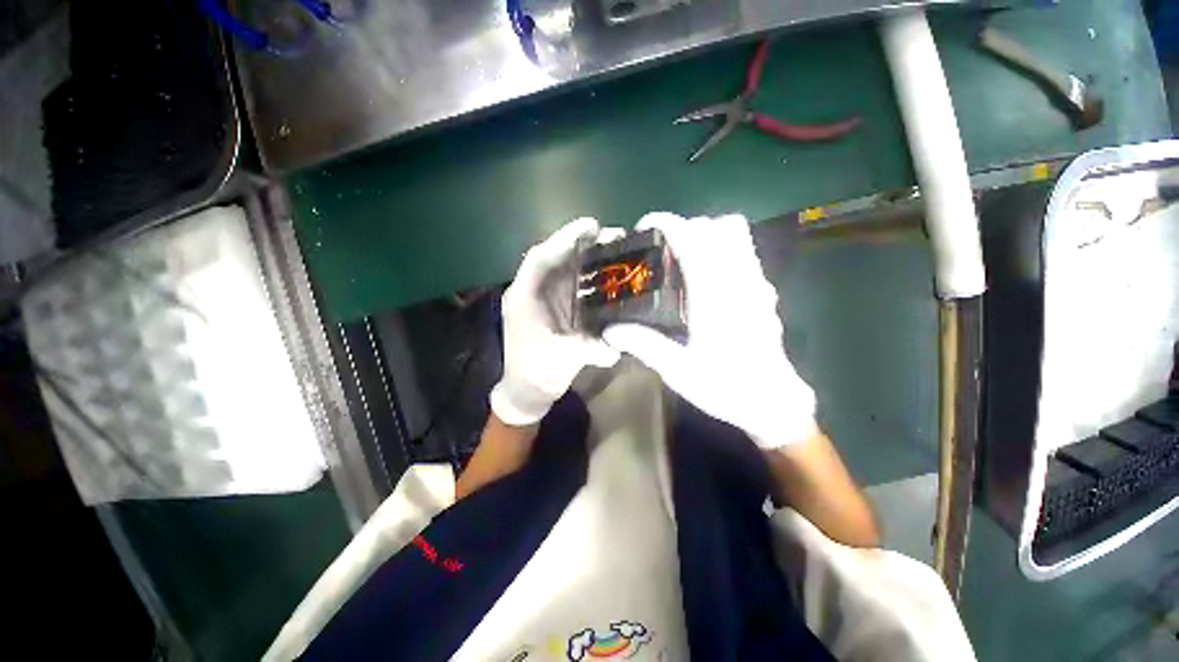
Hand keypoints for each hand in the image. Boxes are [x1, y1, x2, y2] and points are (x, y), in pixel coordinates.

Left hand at [490, 217, 621, 426]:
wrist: (527, 389)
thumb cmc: (536, 372)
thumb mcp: (563, 359)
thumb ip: (589, 349)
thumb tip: (617, 345)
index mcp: (524, 298)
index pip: (540, 258)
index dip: (565, 238)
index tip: (592, 226)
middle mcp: (532, 291)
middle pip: (555, 258)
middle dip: (581, 244)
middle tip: (612, 236)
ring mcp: (543, 298)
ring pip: (563, 268)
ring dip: (586, 257)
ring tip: (614, 248)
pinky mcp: (554, 306)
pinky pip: (570, 283)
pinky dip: (587, 275)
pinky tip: (606, 273)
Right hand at [602, 213, 816, 448]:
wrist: (773, 403)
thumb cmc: (726, 387)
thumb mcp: (678, 371)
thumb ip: (644, 345)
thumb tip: (609, 329)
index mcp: (716, 296)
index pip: (693, 238)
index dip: (666, 223)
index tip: (643, 228)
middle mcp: (740, 280)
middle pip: (717, 226)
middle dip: (685, 226)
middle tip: (661, 250)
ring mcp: (756, 283)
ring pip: (736, 234)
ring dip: (707, 234)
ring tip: (683, 259)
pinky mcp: (763, 291)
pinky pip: (744, 252)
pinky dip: (722, 248)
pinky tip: (706, 278)